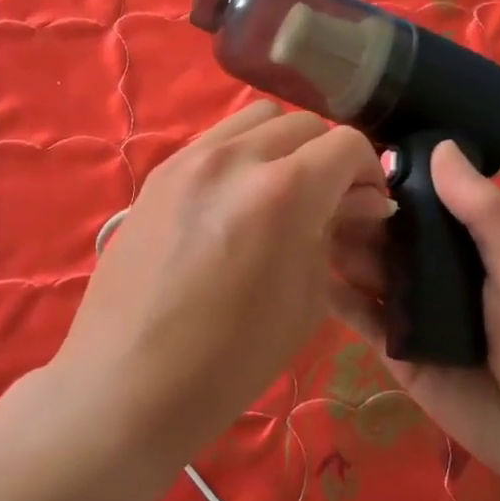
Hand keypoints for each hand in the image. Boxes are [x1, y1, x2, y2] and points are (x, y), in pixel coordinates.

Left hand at [54, 101, 393, 451]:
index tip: (368, 206)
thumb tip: (360, 202)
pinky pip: (215, 139)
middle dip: (327, 158)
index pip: (346, 145)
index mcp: (284, 192)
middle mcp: (237, 158)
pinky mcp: (159, 173)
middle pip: (303, 124)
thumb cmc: (230, 360)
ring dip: (283, 145)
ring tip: (280, 192)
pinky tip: (236, 199)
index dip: (369, 172)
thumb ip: (333, 234)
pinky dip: (241, 154)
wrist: (130, 382)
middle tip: (327, 202)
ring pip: (256, 118)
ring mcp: (190, 159)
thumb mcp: (306, 300)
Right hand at [331, 141, 499, 500]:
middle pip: (386, 230)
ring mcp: (413, 307)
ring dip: (339, 248)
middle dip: (354, 212)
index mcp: (473, 240)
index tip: (346, 155)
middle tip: (316, 199)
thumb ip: (484, 215)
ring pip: (366, 268)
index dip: (389, 175)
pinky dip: (336, 296)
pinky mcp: (395, 347)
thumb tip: (441, 147)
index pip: (423, 195)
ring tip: (302, 230)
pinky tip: (308, 276)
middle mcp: (437, 266)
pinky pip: (361, 316)